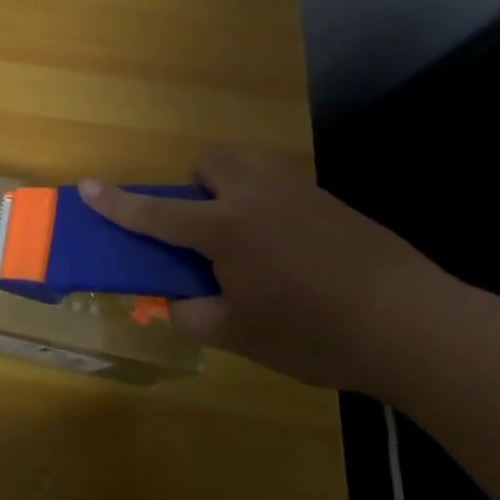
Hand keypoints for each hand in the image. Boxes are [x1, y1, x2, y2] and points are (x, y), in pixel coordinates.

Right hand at [79, 151, 456, 390]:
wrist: (413, 324)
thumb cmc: (315, 333)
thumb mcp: (242, 337)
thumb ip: (194, 316)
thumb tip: (174, 305)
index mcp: (225, 229)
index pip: (156, 214)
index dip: (117, 203)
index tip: (87, 186)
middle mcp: (255, 197)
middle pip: (210, 163)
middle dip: (195, 184)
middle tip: (204, 226)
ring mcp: (298, 193)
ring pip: (249, 166)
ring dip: (232, 186)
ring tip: (248, 235)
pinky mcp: (332, 202)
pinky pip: (282, 186)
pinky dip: (270, 204)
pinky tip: (294, 250)